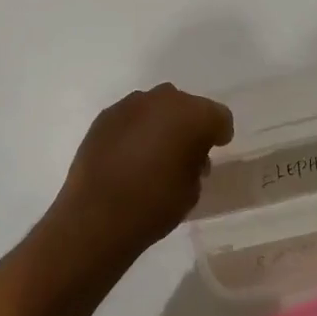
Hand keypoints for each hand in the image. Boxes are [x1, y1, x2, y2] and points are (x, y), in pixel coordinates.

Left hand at [48, 84, 234, 254]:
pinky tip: (129, 153)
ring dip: (160, 123)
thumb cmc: (155, 204)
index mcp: (193, 116)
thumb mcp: (192, 189)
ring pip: (155, 107)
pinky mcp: (105, 116)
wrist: (97, 215)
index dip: (219, 133)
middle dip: (189, 123)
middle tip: (186, 150)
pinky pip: (130, 117)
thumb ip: (196, 162)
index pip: (218, 116)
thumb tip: (188, 155)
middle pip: (185, 105)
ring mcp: (129, 105)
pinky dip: (135, 129)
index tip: (215, 148)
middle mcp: (162, 100)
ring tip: (155, 151)